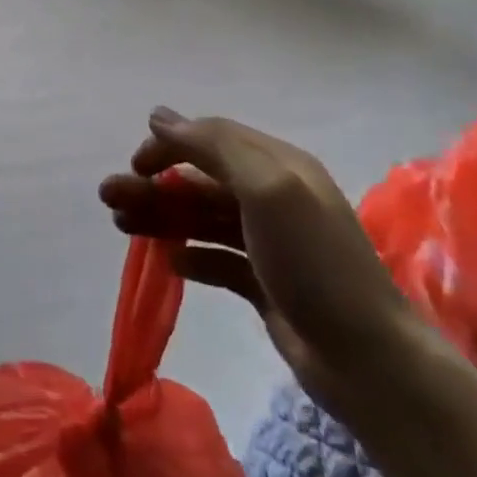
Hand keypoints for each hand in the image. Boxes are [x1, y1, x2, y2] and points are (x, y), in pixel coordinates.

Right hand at [100, 107, 437, 418]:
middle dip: (154, 184)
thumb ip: (214, 146)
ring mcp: (270, 243)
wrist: (368, 361)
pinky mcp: (266, 283)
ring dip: (163, 216)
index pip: (213, 139)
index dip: (170, 145)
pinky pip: (217, 258)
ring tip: (120, 225)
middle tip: (107, 197)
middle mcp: (274, 197)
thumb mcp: (267, 189)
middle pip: (201, 180)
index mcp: (279, 166)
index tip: (136, 165)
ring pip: (203, 218)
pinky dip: (190, 255)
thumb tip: (160, 116)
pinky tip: (167, 262)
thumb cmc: (313, 262)